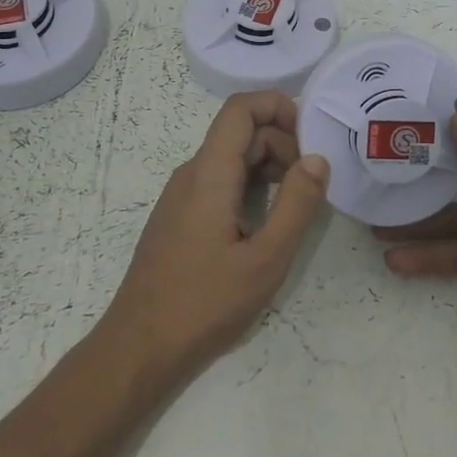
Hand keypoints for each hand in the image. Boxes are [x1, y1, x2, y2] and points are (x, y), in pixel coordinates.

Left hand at [93, 91, 329, 391]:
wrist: (138, 349)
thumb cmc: (203, 304)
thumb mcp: (265, 260)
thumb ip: (296, 204)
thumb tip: (318, 158)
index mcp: (210, 173)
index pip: (241, 107)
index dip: (278, 106)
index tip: (312, 138)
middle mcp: (192, 173)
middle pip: (242, 132)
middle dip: (284, 144)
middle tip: (313, 185)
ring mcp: (182, 195)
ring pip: (233, 157)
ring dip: (270, 167)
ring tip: (296, 207)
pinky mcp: (181, 216)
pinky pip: (221, 181)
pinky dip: (252, 186)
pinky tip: (267, 224)